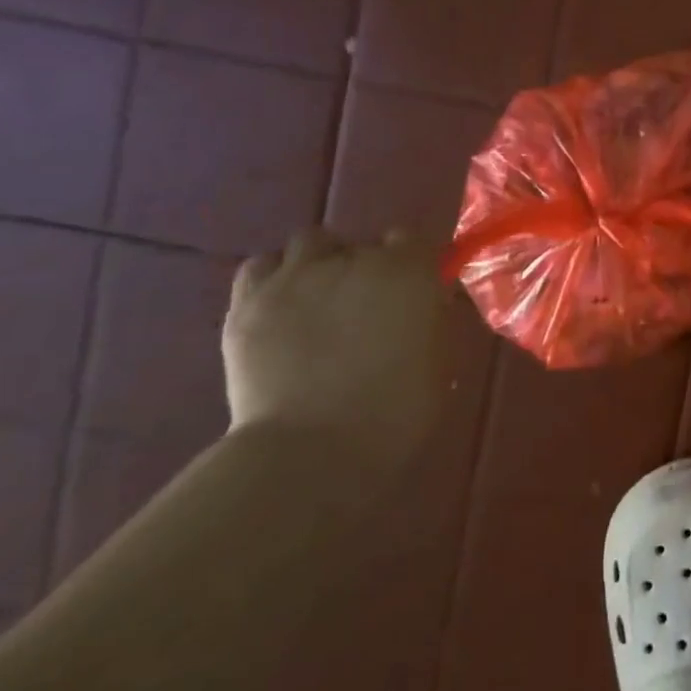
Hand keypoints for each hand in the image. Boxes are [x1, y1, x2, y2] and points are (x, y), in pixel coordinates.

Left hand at [222, 227, 453, 477]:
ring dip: (322, 261)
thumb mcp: (441, 361)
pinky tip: (282, 303)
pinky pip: (261, 264)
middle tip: (368, 305)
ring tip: (321, 295)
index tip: (414, 291)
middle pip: (364, 243)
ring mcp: (297, 277)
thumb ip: (433, 319)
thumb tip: (426, 303)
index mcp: (409, 272)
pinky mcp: (249, 301)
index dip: (414, 263)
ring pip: (311, 242)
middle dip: (369, 267)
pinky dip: (275, 275)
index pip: (413, 239)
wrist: (312, 450)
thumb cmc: (396, 411)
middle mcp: (355, 260)